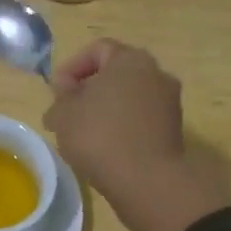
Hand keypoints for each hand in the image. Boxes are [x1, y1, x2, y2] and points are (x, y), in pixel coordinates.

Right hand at [44, 39, 186, 197]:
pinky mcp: (173, 130)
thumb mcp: (64, 114)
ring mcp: (169, 102)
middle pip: (115, 73)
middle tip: (68, 111)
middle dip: (89, 89)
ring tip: (84, 133)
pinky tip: (106, 148)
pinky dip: (122, 126)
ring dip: (106, 109)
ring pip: (129, 97)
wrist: (147, 181)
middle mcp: (156, 73)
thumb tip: (66, 96)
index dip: (71, 67)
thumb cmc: (100, 136)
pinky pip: (141, 119)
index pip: (97, 50)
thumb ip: (61, 97)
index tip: (57, 92)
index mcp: (131, 60)